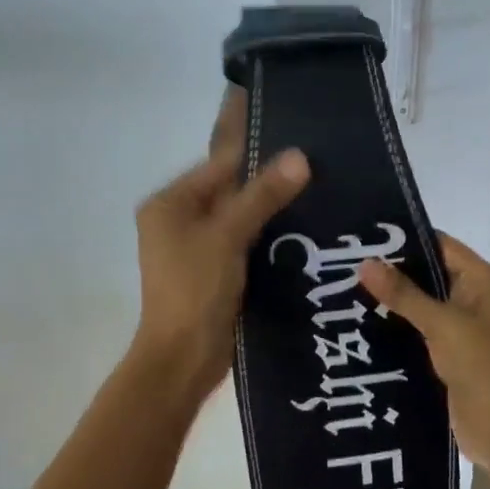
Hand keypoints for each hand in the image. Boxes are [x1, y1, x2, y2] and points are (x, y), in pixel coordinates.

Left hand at [131, 89, 308, 401]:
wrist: (183, 359)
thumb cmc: (195, 290)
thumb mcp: (227, 236)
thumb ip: (261, 195)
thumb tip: (299, 156)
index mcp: (170, 203)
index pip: (219, 163)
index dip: (256, 146)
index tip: (295, 129)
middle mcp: (179, 219)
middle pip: (229, 188)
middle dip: (268, 176)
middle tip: (316, 157)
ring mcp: (196, 248)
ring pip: (240, 216)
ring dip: (272, 206)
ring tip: (319, 186)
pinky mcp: (215, 271)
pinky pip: (245, 240)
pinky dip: (268, 233)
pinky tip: (304, 225)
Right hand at [357, 233, 489, 478]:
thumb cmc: (481, 366)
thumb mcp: (441, 324)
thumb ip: (403, 294)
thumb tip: (365, 263)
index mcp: (484, 280)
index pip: (441, 246)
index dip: (405, 241)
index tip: (364, 239)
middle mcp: (476, 297)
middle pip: (430, 274)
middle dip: (393, 273)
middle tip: (347, 267)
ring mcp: (464, 327)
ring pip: (423, 305)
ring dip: (393, 302)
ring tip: (347, 293)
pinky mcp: (451, 353)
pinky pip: (421, 331)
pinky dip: (398, 328)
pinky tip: (364, 326)